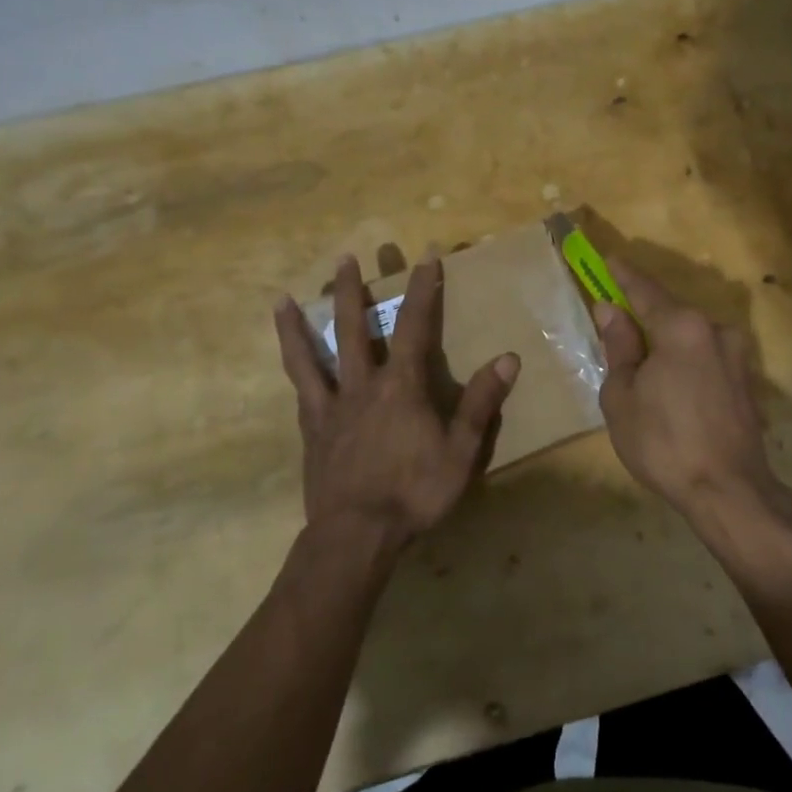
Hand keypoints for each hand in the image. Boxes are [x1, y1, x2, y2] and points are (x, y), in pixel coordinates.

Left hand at [275, 253, 518, 551]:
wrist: (356, 535)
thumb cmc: (414, 492)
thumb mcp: (461, 451)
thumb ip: (482, 403)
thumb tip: (508, 358)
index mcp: (401, 386)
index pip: (415, 325)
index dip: (423, 289)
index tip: (427, 256)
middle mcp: (362, 384)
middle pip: (355, 328)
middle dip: (352, 290)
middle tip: (346, 257)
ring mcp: (331, 406)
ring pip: (312, 355)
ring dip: (300, 324)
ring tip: (283, 298)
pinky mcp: (312, 429)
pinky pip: (300, 390)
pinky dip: (293, 368)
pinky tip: (289, 358)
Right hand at [591, 261, 791, 531]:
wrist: (730, 491)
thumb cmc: (664, 442)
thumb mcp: (622, 395)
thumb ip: (619, 346)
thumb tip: (610, 311)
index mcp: (682, 327)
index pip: (645, 290)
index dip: (622, 275)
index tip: (608, 259)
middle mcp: (715, 330)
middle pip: (671, 312)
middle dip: (644, 316)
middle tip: (617, 327)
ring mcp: (737, 356)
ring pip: (690, 337)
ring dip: (666, 344)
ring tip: (643, 371)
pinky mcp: (747, 381)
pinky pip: (706, 358)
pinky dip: (685, 362)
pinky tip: (672, 390)